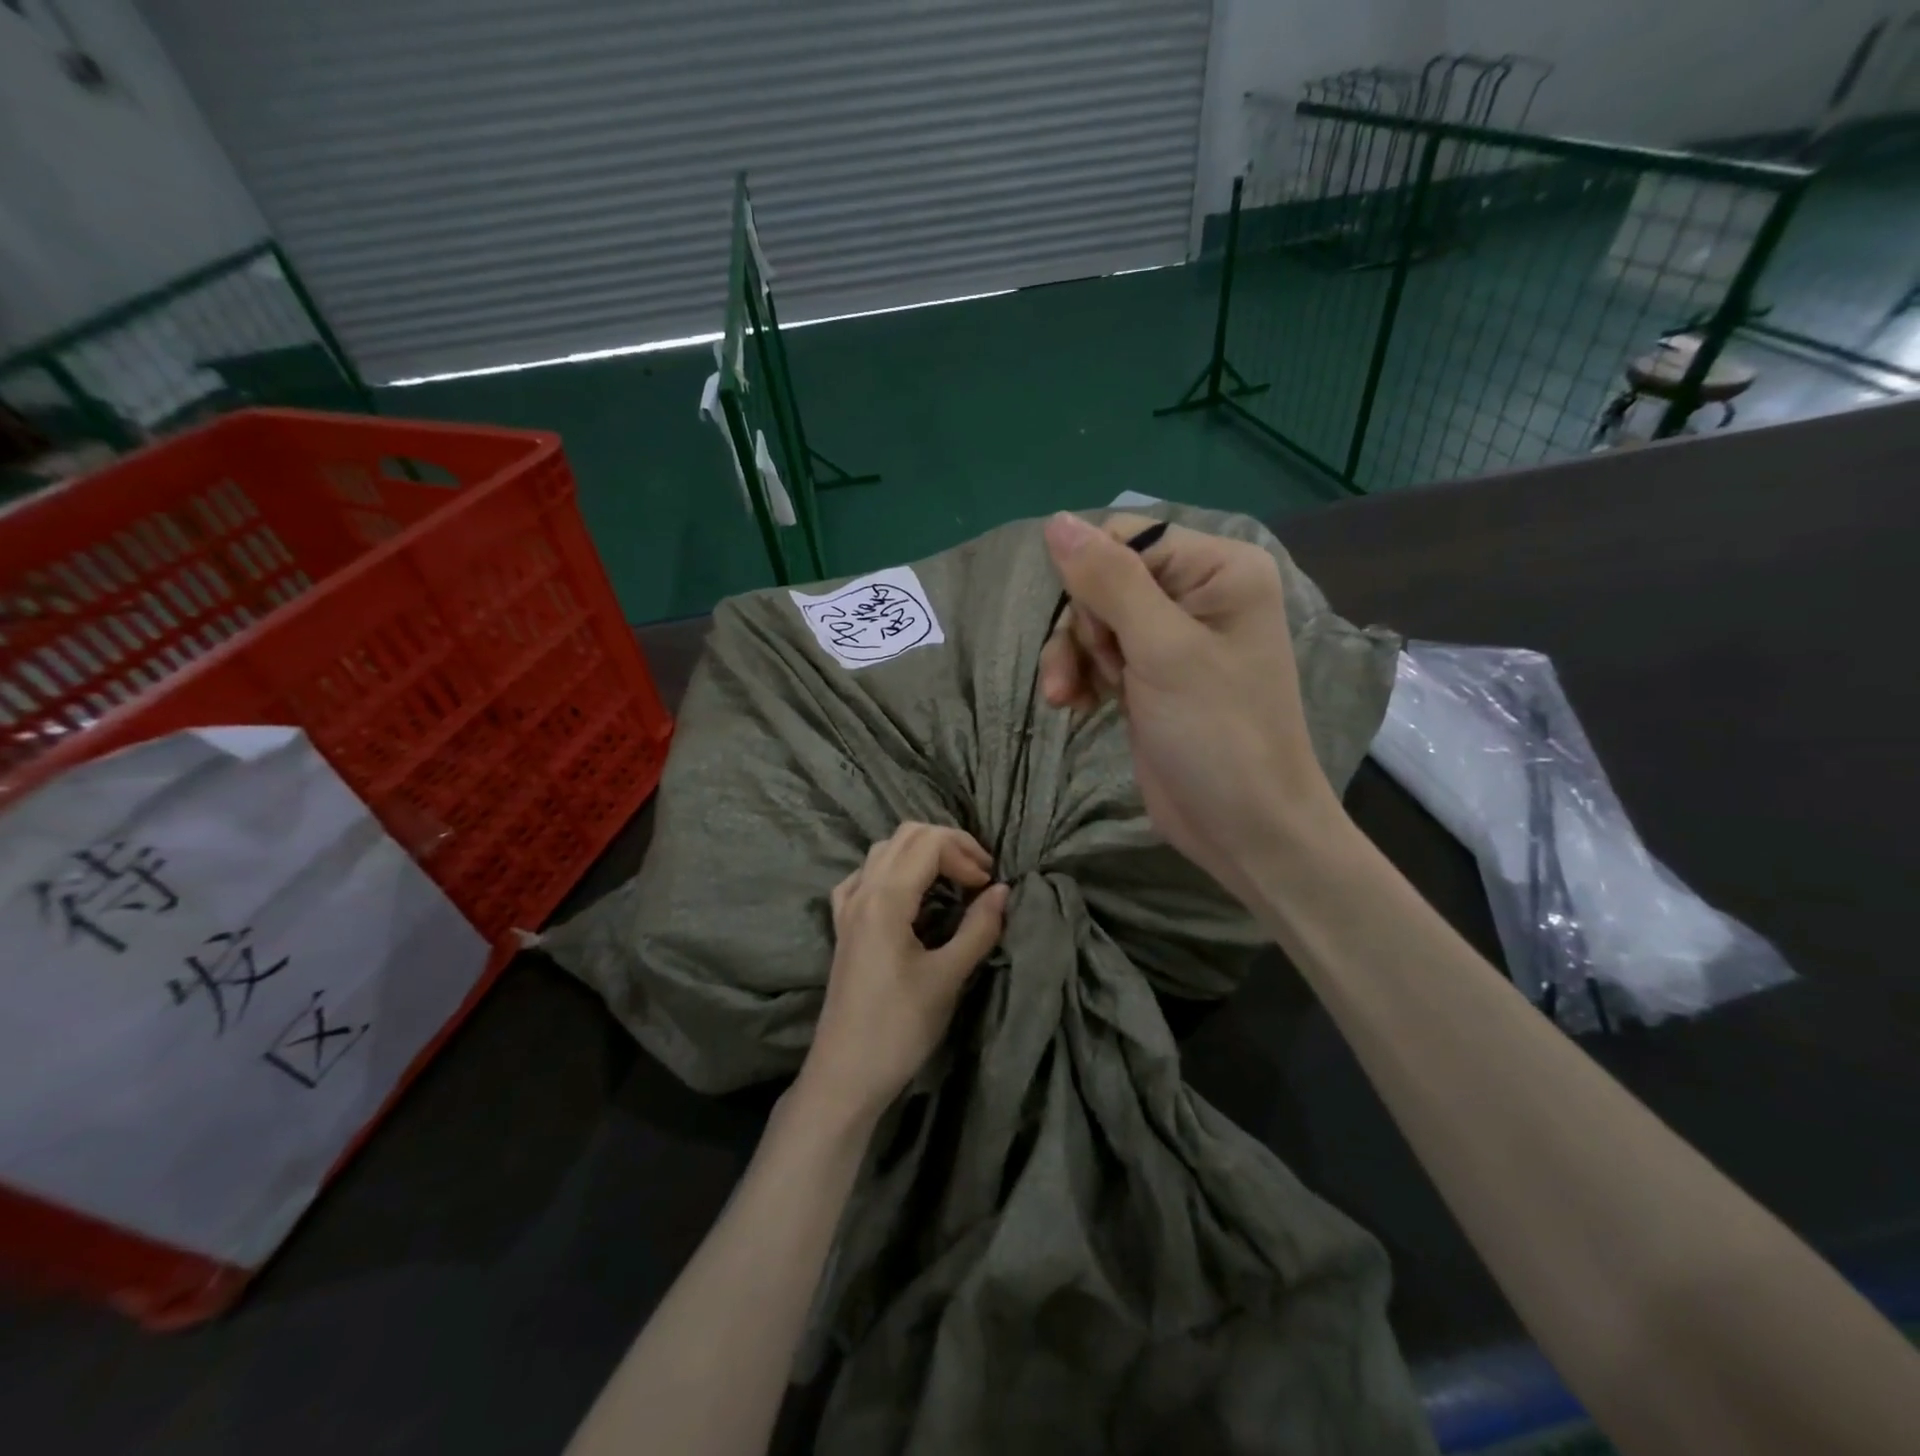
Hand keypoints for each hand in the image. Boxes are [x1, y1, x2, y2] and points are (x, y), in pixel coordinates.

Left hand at [799, 824, 1009, 1124]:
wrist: (845, 1075)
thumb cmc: (899, 1028)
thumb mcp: (947, 978)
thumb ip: (979, 929)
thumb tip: (1004, 891)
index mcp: (885, 898)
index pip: (928, 843)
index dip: (965, 853)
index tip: (989, 885)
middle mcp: (862, 891)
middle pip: (906, 836)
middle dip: (948, 845)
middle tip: (978, 875)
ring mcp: (848, 908)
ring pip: (885, 851)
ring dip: (922, 854)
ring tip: (953, 881)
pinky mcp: (843, 927)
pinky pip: (865, 877)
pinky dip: (893, 871)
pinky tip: (907, 894)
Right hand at [1037, 511, 1340, 904]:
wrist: (1244, 828)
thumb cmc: (1217, 734)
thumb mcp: (1163, 650)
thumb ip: (1109, 581)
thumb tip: (1055, 520)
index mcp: (1219, 568)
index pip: (1128, 539)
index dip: (1095, 580)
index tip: (1096, 633)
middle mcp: (1198, 593)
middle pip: (1105, 580)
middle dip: (1085, 628)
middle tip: (1097, 673)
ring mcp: (1174, 639)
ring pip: (1095, 620)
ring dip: (1075, 657)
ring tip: (1068, 699)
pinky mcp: (1153, 677)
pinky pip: (1100, 655)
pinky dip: (1084, 677)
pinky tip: (1076, 706)